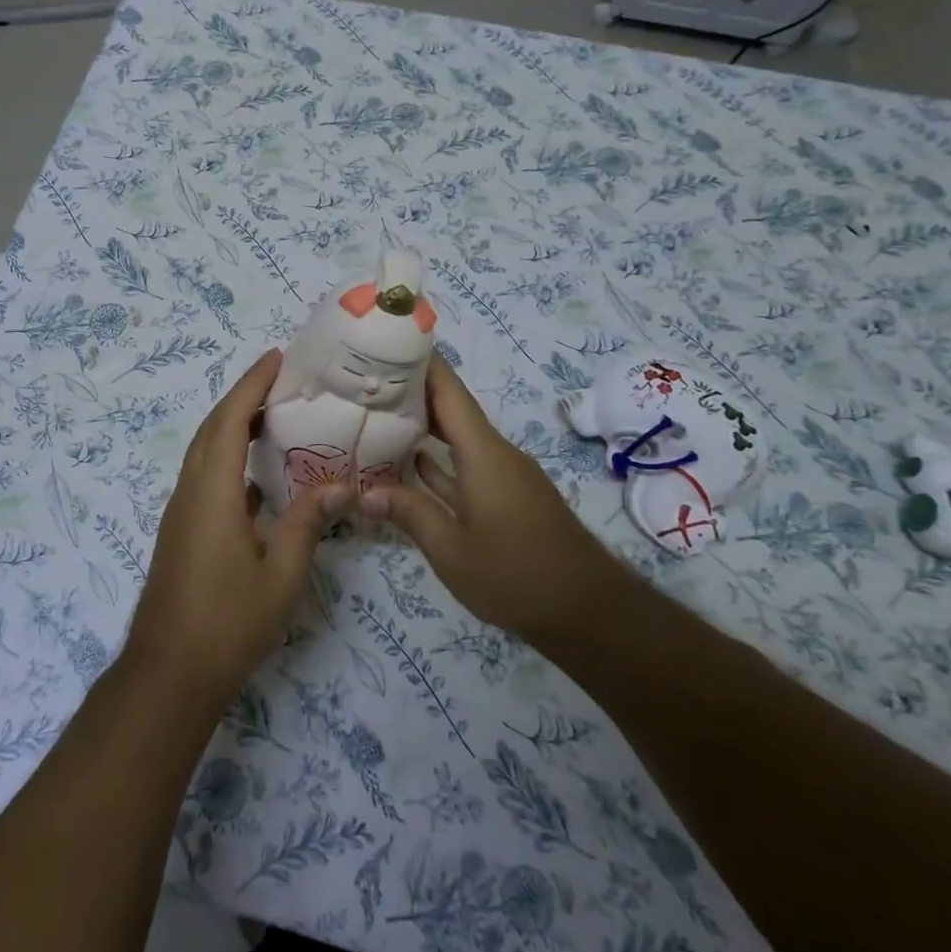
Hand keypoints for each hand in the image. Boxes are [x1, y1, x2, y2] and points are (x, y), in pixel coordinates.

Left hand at [123, 350, 345, 707]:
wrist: (169, 673)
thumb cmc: (228, 623)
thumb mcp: (281, 575)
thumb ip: (307, 524)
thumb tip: (340, 485)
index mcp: (213, 493)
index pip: (230, 421)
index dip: (251, 385)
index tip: (276, 358)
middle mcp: (190, 492)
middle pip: (213, 428)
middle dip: (243, 396)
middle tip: (282, 380)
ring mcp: (181, 512)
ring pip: (205, 452)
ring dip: (233, 425)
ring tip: (274, 415)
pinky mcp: (181, 531)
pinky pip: (205, 476)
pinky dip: (229, 457)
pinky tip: (258, 474)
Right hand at [359, 354, 622, 641]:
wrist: (587, 611)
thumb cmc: (516, 574)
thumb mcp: (451, 549)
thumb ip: (408, 513)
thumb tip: (363, 492)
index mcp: (483, 452)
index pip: (448, 391)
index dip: (421, 361)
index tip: (387, 340)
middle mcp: (494, 453)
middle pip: (450, 409)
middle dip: (410, 391)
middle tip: (364, 379)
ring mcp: (502, 476)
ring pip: (456, 438)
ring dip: (421, 426)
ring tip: (376, 414)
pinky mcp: (506, 497)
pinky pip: (465, 465)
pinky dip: (438, 460)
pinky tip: (408, 463)